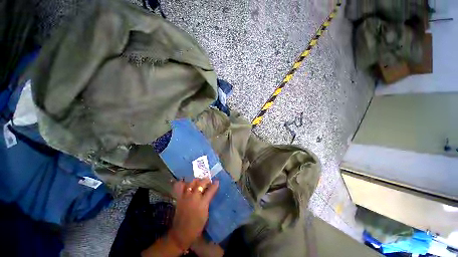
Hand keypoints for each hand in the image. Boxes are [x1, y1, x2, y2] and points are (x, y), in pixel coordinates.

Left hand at [168, 178, 218, 250]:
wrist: (181, 234)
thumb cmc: (196, 226)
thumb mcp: (205, 214)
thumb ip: (207, 202)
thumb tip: (209, 194)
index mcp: (202, 203)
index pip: (210, 190)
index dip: (215, 185)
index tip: (217, 181)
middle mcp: (194, 197)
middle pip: (201, 184)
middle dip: (206, 180)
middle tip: (208, 181)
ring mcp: (186, 197)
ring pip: (191, 183)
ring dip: (196, 181)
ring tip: (199, 181)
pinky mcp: (179, 198)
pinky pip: (180, 187)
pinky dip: (183, 183)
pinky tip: (186, 183)